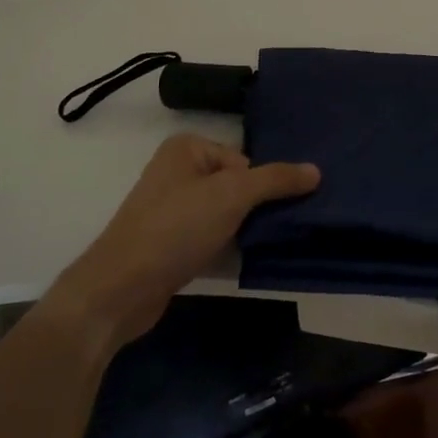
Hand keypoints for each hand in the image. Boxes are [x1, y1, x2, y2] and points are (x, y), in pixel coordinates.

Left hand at [47, 134, 319, 350]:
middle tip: (278, 229)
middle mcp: (177, 172)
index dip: (260, 185)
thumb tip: (316, 170)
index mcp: (187, 148)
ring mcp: (172, 209)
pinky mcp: (170, 243)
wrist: (121, 289)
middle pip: (237, 185)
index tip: (273, 211)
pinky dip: (228, 247)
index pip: (244, 159)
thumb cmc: (175, 228)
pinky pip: (211, 237)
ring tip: (265, 246)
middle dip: (256, 208)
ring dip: (244, 230)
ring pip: (225, 213)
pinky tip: (243, 262)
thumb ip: (276, 180)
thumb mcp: (232, 195)